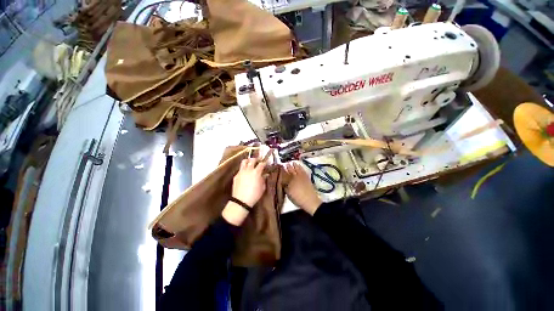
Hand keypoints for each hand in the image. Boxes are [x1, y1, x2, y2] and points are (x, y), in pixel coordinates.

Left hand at [232, 158, 266, 206]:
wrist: (241, 201)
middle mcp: (248, 170)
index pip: (261, 164)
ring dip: (248, 161)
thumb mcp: (262, 187)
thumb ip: (264, 179)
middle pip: (252, 160)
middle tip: (258, 160)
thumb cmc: (254, 195)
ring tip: (250, 163)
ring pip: (244, 161)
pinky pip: (240, 169)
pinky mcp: (236, 175)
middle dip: (256, 159)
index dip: (264, 162)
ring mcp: (241, 172)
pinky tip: (245, 173)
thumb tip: (265, 174)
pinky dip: (244, 168)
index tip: (266, 163)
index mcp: (256, 172)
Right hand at [284, 162, 321, 214]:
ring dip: (293, 165)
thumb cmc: (297, 199)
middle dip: (286, 166)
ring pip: (296, 167)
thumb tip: (281, 181)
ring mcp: (302, 175)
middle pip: (290, 169)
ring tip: (291, 163)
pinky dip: (299, 166)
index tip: (278, 168)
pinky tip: (298, 165)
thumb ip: (284, 186)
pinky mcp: (306, 176)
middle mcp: (295, 176)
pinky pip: (302, 169)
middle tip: (284, 164)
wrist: (310, 201)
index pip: (284, 173)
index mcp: (290, 180)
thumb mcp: (288, 193)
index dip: (281, 170)